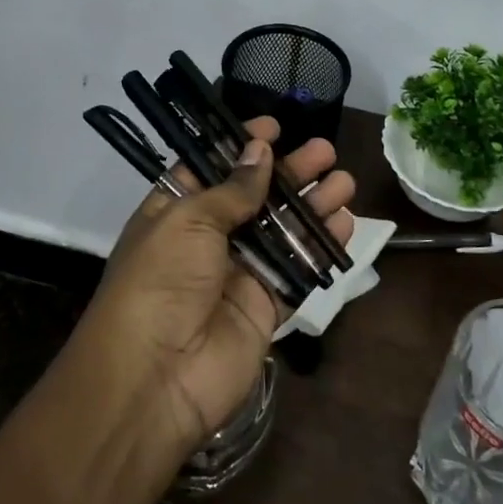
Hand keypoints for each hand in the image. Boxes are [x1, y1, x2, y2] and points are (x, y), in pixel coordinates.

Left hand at [82, 118, 354, 453]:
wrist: (156, 377)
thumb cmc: (161, 281)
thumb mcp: (188, 221)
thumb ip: (232, 189)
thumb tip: (259, 150)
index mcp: (175, 212)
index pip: (210, 167)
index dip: (240, 145)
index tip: (273, 126)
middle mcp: (207, 239)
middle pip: (255, 196)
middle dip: (289, 172)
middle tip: (324, 150)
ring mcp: (239, 273)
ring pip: (283, 230)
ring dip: (313, 204)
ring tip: (344, 180)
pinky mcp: (266, 306)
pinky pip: (298, 269)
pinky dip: (321, 246)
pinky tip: (346, 223)